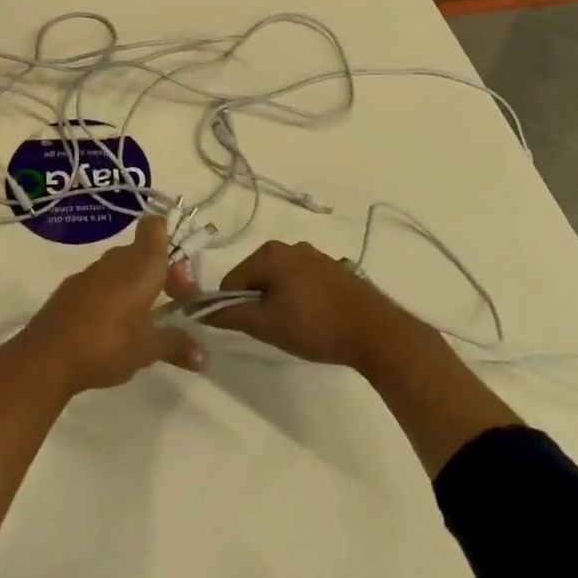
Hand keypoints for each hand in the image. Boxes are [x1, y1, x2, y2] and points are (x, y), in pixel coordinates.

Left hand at [6, 215, 205, 396]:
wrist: (47, 356)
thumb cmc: (108, 343)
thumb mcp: (149, 349)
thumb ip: (178, 345)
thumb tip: (205, 357)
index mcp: (141, 264)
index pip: (156, 227)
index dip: (171, 240)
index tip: (179, 275)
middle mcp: (116, 260)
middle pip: (144, 251)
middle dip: (161, 273)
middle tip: (173, 306)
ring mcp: (90, 273)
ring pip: (122, 267)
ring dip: (137, 286)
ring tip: (145, 322)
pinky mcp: (71, 289)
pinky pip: (101, 282)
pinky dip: (113, 296)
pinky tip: (113, 328)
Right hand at [202, 239, 419, 369]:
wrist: (374, 330)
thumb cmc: (314, 326)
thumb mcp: (266, 325)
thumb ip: (230, 315)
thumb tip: (202, 311)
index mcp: (269, 253)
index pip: (232, 280)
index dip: (231, 306)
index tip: (246, 330)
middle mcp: (290, 246)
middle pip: (256, 277)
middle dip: (258, 303)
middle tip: (273, 331)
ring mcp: (315, 255)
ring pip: (281, 280)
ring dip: (280, 302)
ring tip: (296, 329)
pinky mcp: (334, 269)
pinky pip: (303, 282)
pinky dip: (300, 299)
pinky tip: (315, 321)